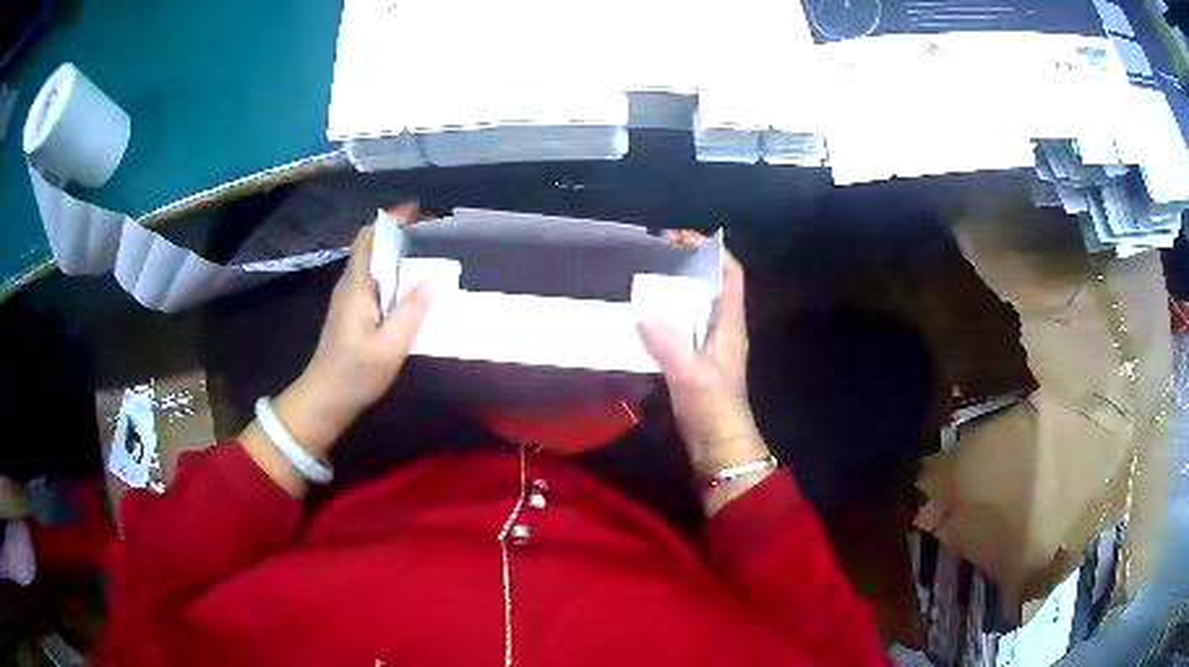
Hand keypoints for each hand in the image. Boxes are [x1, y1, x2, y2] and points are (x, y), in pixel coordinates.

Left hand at [241, 205, 436, 495]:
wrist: (324, 400)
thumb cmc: (355, 373)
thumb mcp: (390, 346)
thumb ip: (412, 310)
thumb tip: (435, 276)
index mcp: (357, 286)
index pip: (369, 238)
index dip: (391, 220)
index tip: (419, 211)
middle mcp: (349, 285)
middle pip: (370, 246)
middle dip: (398, 233)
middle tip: (431, 233)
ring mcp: (347, 299)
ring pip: (371, 263)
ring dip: (394, 253)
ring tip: (427, 255)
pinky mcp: (349, 313)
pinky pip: (372, 280)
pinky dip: (391, 273)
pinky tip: (409, 288)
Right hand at [637, 232, 771, 512]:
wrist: (719, 447)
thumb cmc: (714, 409)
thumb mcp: (691, 375)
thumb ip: (668, 343)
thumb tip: (641, 310)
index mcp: (730, 324)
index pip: (731, 274)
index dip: (711, 250)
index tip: (680, 239)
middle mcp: (723, 328)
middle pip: (711, 284)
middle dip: (688, 265)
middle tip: (654, 255)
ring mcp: (710, 344)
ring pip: (696, 305)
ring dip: (676, 289)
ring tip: (644, 278)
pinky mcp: (696, 360)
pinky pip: (682, 326)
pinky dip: (666, 315)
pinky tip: (642, 316)